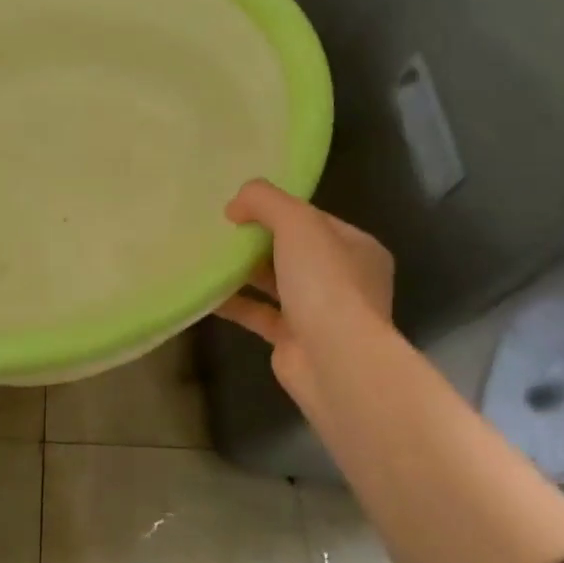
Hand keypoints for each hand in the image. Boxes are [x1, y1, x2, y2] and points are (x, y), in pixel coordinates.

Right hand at [216, 179, 395, 409]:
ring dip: (244, 270)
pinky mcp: (294, 341)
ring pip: (276, 282)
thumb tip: (235, 206)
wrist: (335, 362)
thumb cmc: (325, 282)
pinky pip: (259, 313)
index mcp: (358, 249)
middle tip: (221, 230)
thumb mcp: (297, 222)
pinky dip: (234, 302)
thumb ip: (265, 200)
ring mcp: (321, 313)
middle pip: (294, 250)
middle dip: (258, 240)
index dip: (278, 209)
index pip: (314, 219)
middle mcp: (345, 280)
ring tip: (208, 255)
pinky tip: (205, 291)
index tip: (241, 207)